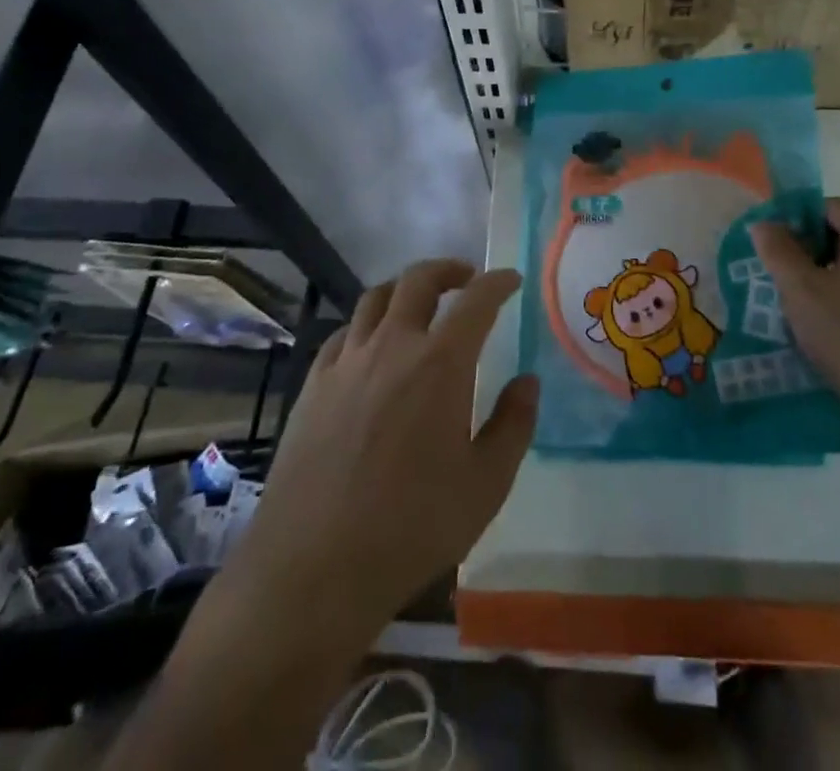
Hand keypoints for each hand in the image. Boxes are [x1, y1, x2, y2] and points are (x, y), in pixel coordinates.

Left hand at [222, 260, 537, 648]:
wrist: (314, 569)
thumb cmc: (412, 528)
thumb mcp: (486, 485)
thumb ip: (514, 425)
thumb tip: (527, 382)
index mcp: (440, 363)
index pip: (476, 300)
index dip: (497, 282)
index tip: (510, 280)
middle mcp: (392, 346)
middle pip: (418, 280)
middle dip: (448, 269)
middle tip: (466, 279)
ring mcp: (346, 362)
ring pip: (375, 298)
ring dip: (404, 290)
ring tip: (419, 304)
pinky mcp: (313, 386)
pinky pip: (342, 334)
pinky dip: (365, 326)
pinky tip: (370, 348)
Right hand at [750, 199, 839, 448]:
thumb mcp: (801, 290)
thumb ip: (778, 250)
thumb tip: (765, 224)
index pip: (825, 206)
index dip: (793, 221)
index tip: (771, 251)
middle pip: (839, 234)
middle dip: (805, 252)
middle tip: (777, 280)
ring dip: (821, 280)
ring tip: (795, 309)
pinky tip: (824, 331)